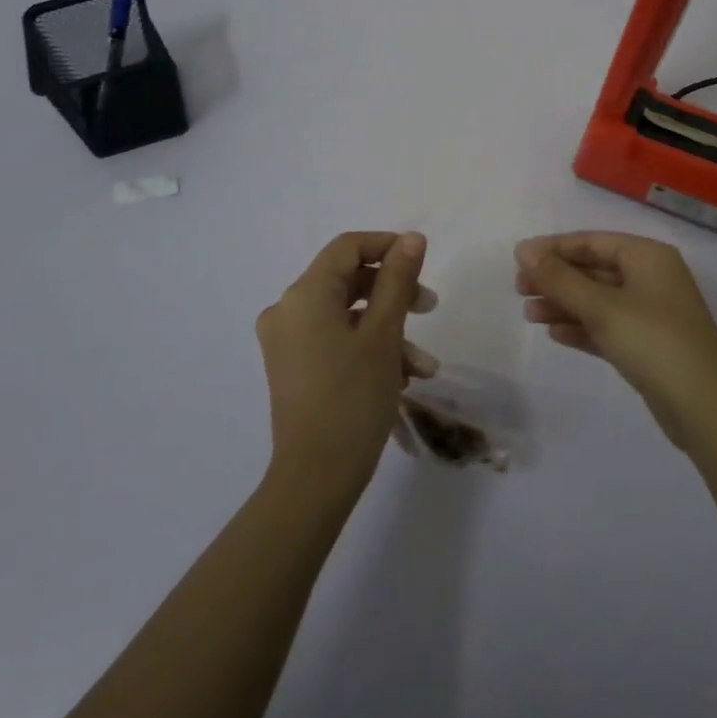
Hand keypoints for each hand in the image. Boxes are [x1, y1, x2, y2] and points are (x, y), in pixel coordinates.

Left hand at [256, 231, 436, 501]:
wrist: (315, 479)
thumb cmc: (353, 399)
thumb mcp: (383, 334)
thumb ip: (397, 280)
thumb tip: (411, 238)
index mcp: (303, 295)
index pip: (347, 247)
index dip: (387, 246)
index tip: (423, 262)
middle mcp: (287, 310)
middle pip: (347, 279)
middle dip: (393, 292)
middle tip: (430, 308)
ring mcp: (287, 341)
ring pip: (346, 314)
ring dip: (387, 329)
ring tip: (424, 365)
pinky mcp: (293, 367)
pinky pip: (334, 339)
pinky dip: (367, 347)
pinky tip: (401, 377)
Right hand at [515, 232, 716, 448]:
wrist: (706, 408)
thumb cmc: (653, 342)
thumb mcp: (601, 307)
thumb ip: (559, 278)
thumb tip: (523, 248)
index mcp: (647, 256)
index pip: (591, 242)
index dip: (553, 248)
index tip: (517, 260)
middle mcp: (651, 278)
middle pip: (593, 269)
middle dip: (556, 279)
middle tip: (518, 289)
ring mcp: (651, 312)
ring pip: (598, 299)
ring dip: (564, 304)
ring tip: (528, 314)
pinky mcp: (648, 345)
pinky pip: (607, 326)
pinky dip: (582, 327)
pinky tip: (554, 333)